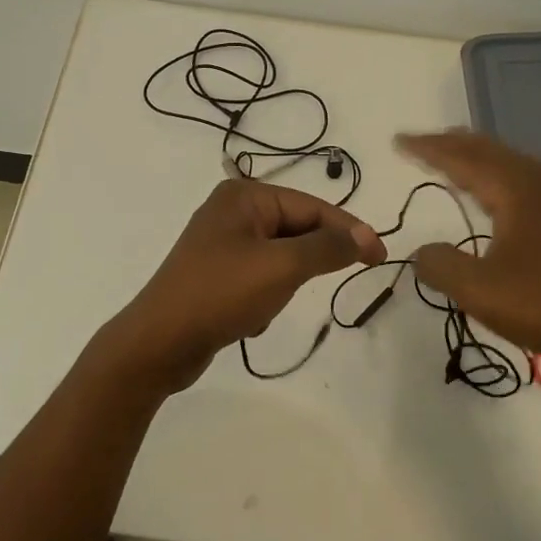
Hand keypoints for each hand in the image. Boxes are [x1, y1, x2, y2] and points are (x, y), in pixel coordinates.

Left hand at [109, 179, 386, 392]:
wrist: (159, 344)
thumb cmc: (221, 294)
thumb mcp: (282, 267)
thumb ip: (328, 247)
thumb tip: (365, 234)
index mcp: (244, 196)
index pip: (312, 207)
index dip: (350, 230)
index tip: (381, 257)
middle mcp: (232, 212)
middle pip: (297, 229)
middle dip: (308, 263)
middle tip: (324, 284)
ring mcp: (222, 244)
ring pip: (281, 258)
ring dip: (284, 285)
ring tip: (266, 305)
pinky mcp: (216, 274)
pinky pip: (260, 278)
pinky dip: (265, 298)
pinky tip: (248, 318)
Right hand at [396, 130, 540, 373]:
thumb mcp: (478, 290)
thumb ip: (440, 265)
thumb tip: (423, 252)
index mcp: (515, 191)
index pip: (462, 159)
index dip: (428, 149)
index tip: (398, 141)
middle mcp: (535, 184)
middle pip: (486, 150)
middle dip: (450, 144)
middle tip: (418, 142)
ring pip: (506, 161)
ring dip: (473, 155)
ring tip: (448, 154)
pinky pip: (518, 178)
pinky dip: (493, 172)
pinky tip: (489, 187)